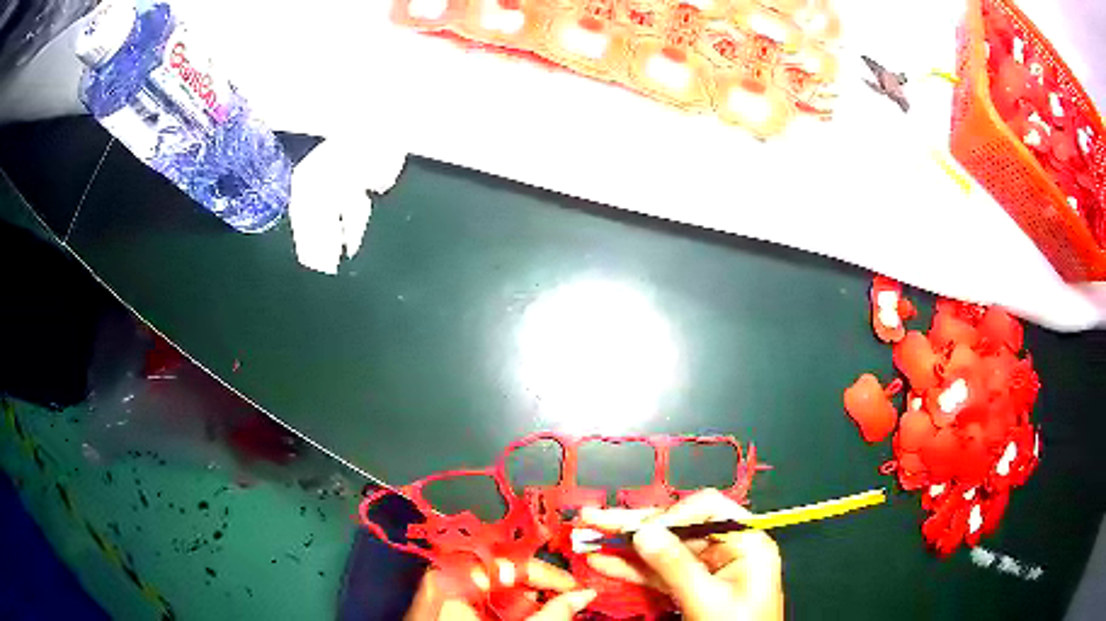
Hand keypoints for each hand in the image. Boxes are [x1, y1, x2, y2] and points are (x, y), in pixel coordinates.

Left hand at [404, 558, 596, 620]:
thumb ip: (552, 614)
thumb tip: (584, 595)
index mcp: (455, 576)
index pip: (511, 561)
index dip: (548, 574)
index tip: (574, 587)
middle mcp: (443, 576)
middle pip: (502, 569)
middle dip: (535, 587)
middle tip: (560, 601)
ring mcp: (438, 590)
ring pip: (491, 583)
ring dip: (521, 598)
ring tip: (539, 612)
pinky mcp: (439, 602)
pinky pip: (476, 593)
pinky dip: (500, 605)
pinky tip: (513, 616)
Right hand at [581, 489, 782, 620]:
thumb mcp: (708, 599)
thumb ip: (676, 566)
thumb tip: (644, 532)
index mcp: (746, 543)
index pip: (708, 509)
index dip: (671, 515)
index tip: (641, 531)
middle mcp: (727, 549)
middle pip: (677, 528)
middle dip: (635, 526)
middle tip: (595, 519)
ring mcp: (707, 569)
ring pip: (662, 550)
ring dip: (625, 548)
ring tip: (590, 538)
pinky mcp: (691, 587)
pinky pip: (659, 573)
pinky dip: (632, 569)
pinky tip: (605, 562)